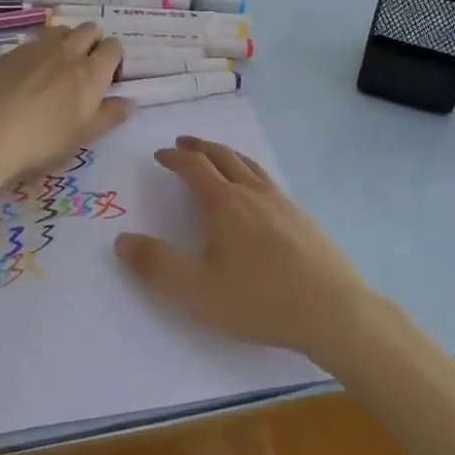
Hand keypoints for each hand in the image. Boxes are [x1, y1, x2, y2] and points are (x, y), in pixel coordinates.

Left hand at [0, 23, 129, 182]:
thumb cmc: (42, 140)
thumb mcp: (83, 136)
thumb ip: (109, 116)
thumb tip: (129, 102)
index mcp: (91, 71)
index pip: (114, 47)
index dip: (114, 60)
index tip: (107, 81)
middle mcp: (67, 51)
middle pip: (89, 29)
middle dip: (92, 43)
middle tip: (83, 72)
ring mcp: (36, 48)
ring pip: (60, 31)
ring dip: (66, 43)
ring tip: (55, 70)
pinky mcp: (8, 52)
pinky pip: (32, 43)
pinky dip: (37, 53)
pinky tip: (24, 78)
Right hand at [114, 136, 378, 359]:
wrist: (332, 310)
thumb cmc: (259, 300)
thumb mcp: (196, 291)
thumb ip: (156, 265)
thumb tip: (122, 239)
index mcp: (224, 203)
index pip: (194, 167)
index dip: (174, 158)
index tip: (160, 155)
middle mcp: (253, 192)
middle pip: (223, 156)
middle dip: (199, 148)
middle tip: (183, 144)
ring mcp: (282, 202)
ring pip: (249, 165)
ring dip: (227, 154)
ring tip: (217, 156)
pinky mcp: (302, 217)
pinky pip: (268, 180)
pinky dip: (250, 171)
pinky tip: (256, 192)